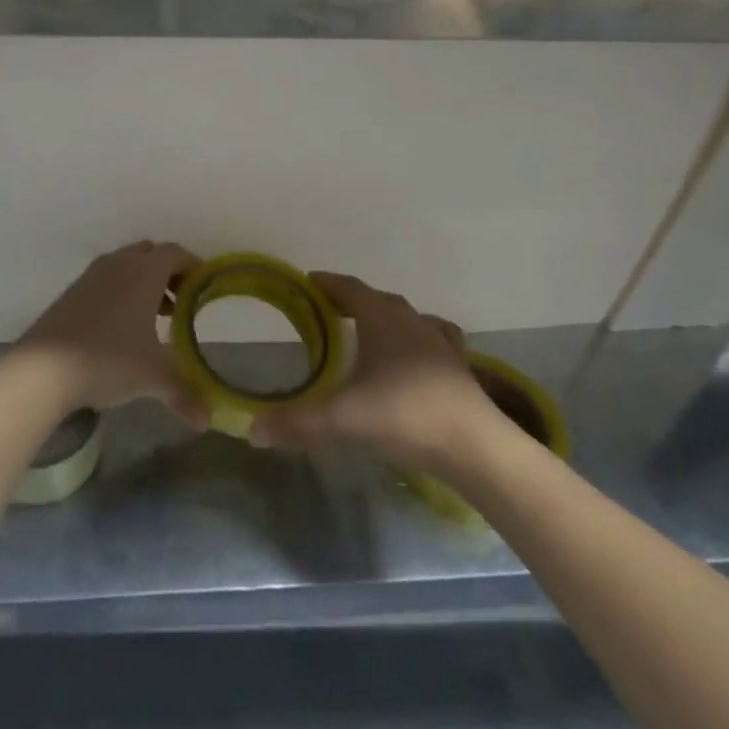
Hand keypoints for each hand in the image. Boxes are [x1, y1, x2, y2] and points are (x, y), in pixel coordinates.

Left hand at [17, 242, 205, 424]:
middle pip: (150, 253)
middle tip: (180, 302)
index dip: (193, 266)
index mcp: (144, 272)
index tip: (204, 288)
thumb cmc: (108, 360)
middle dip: (168, 273)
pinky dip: (120, 291)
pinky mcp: (72, 291)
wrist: (43, 367)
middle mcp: (118, 264)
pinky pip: (105, 279)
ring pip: (125, 265)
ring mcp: (91, 275)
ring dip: (143, 282)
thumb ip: (183, 393)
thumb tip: (206, 421)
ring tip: (154, 317)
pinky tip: (121, 326)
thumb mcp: (152, 377)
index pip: (175, 253)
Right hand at [253, 272, 515, 469]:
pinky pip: (436, 343)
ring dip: (389, 319)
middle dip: (354, 301)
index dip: (328, 283)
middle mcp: (413, 322)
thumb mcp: (343, 418)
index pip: (351, 288)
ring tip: (373, 332)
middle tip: (330, 310)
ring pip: (412, 319)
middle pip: (380, 300)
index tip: (309, 281)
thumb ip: (297, 422)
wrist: (476, 447)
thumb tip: (252, 431)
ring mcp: (442, 346)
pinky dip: (420, 343)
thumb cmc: (405, 415)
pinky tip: (416, 361)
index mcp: (383, 319)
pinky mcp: (460, 371)